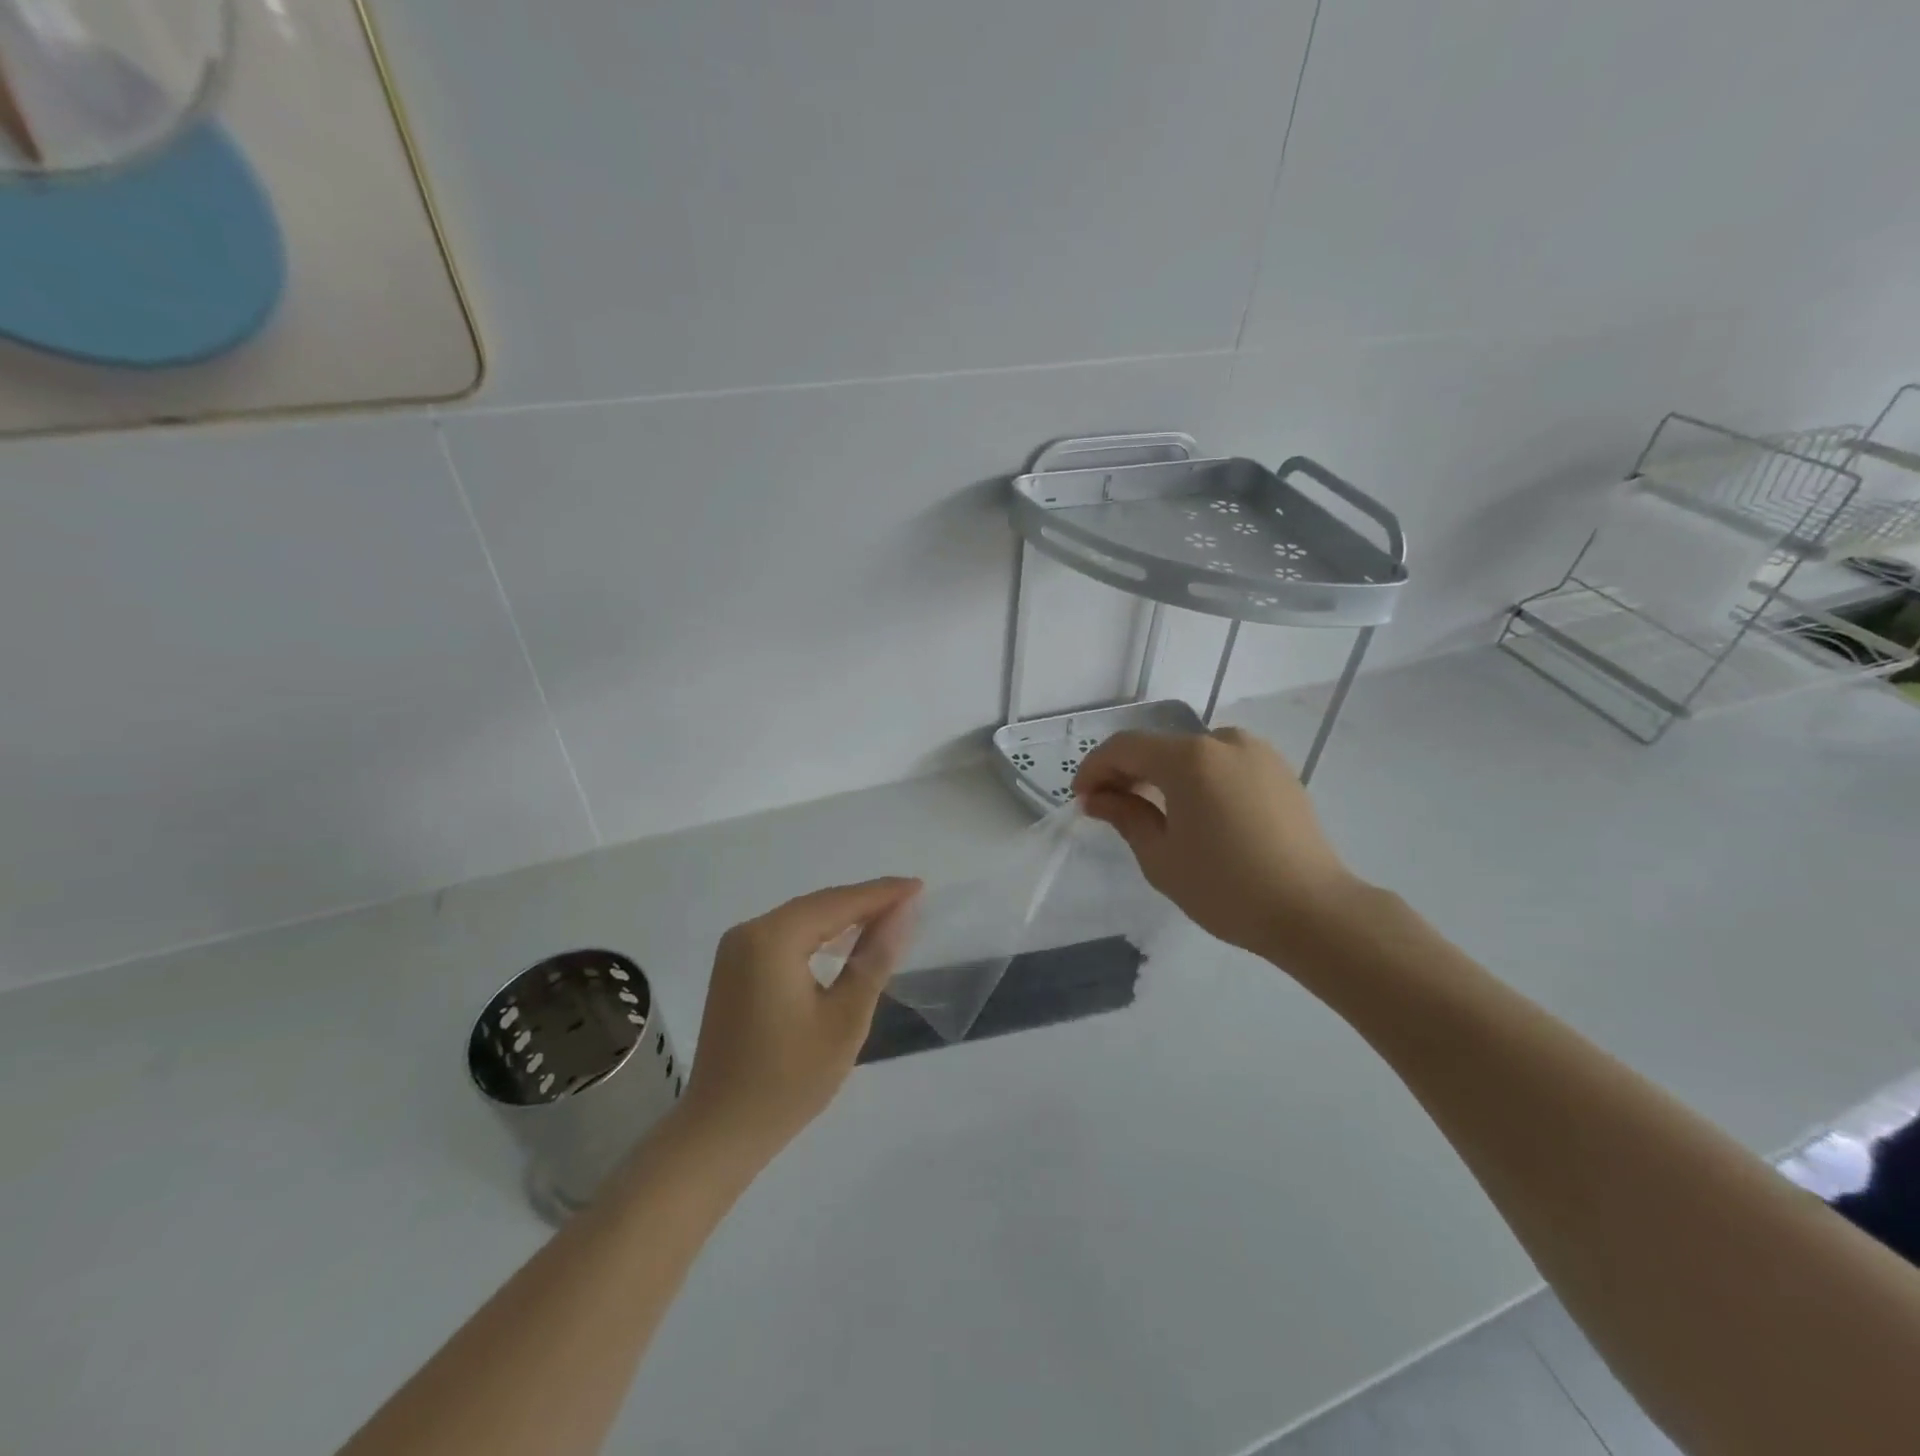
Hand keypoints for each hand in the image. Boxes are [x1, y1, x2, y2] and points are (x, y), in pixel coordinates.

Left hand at [678, 878, 920, 1168]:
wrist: (720, 1132)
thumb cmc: (789, 1079)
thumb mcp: (845, 1019)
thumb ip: (874, 959)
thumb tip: (903, 912)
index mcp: (772, 939)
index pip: (838, 903)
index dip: (882, 893)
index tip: (919, 887)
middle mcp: (748, 932)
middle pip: (818, 905)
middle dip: (864, 902)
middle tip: (910, 899)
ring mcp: (735, 950)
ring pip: (802, 919)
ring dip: (843, 917)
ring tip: (888, 916)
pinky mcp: (734, 969)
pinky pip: (785, 937)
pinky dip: (818, 935)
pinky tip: (844, 942)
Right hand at [1072, 728, 1365, 960]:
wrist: (1313, 911)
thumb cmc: (1226, 888)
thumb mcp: (1161, 857)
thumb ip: (1124, 816)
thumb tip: (1096, 798)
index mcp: (1189, 758)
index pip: (1125, 748)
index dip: (1095, 768)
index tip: (1080, 798)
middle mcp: (1223, 741)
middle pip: (1159, 747)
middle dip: (1127, 772)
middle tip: (1108, 807)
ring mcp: (1256, 753)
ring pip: (1191, 755)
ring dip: (1162, 775)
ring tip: (1150, 812)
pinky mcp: (1278, 771)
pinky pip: (1222, 765)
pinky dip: (1197, 779)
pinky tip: (1193, 812)